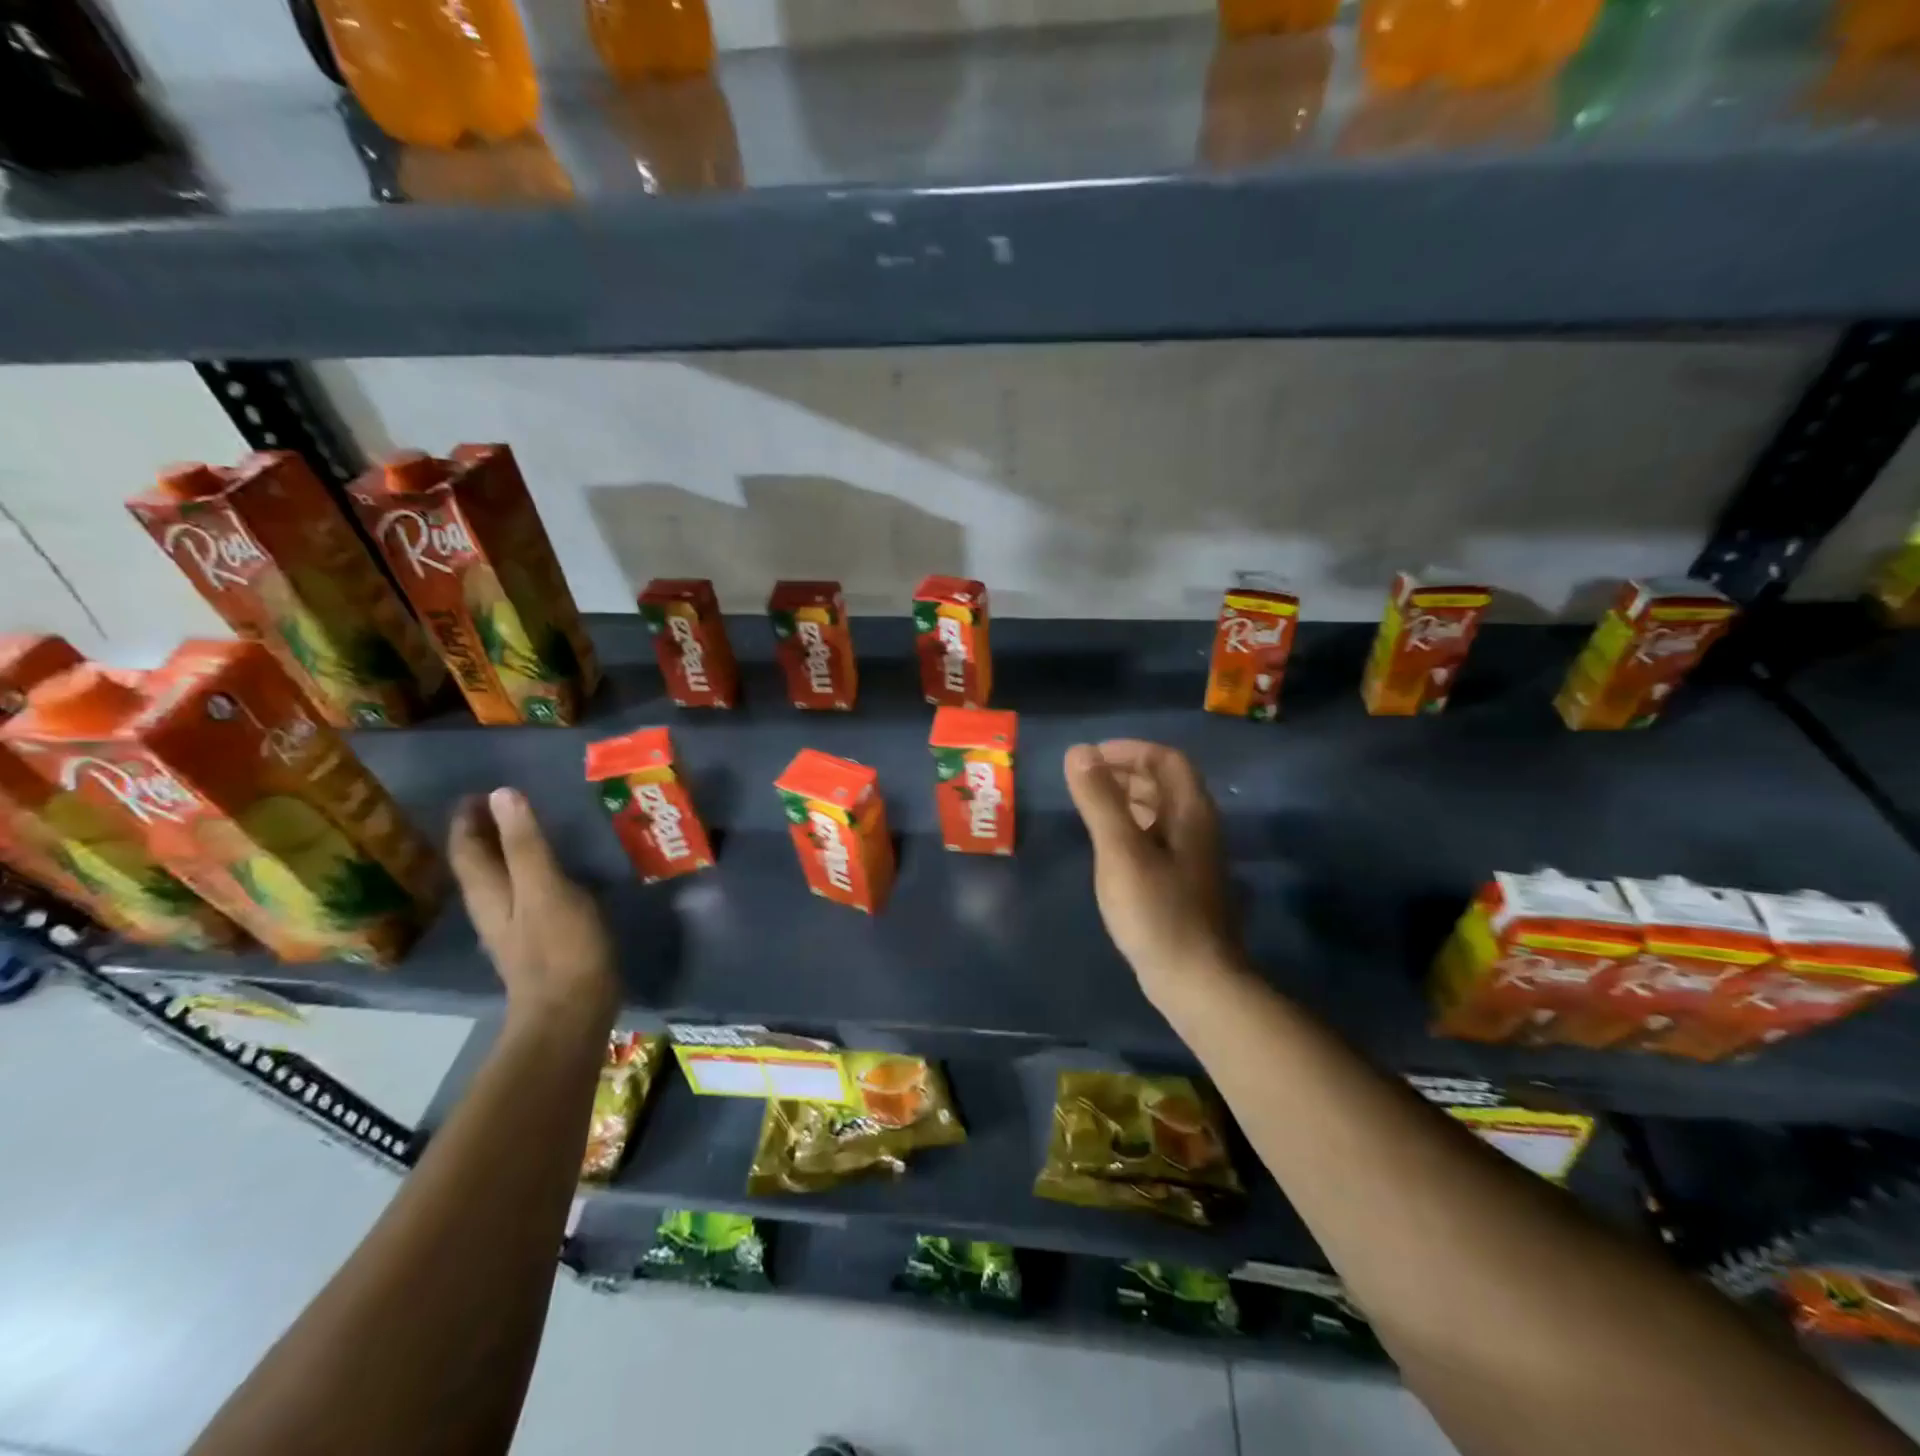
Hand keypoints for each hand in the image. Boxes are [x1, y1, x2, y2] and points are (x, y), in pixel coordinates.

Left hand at [448, 788, 617, 1035]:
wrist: (571, 1013)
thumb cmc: (560, 948)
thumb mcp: (545, 888)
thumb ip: (526, 844)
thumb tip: (501, 794)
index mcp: (489, 893)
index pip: (468, 848)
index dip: (468, 819)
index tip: (479, 791)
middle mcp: (493, 908)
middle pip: (478, 865)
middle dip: (483, 834)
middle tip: (502, 803)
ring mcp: (514, 928)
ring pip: (498, 881)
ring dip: (505, 853)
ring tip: (526, 830)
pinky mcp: (537, 941)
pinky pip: (523, 895)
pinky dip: (529, 874)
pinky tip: (551, 872)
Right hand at [1063, 741, 1239, 1000]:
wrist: (1196, 980)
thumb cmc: (1157, 911)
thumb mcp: (1121, 851)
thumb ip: (1100, 800)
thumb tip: (1079, 751)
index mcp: (1190, 812)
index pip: (1165, 759)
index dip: (1129, 750)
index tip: (1090, 758)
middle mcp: (1197, 827)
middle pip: (1164, 782)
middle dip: (1124, 772)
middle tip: (1083, 780)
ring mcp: (1192, 857)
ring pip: (1160, 811)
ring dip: (1126, 799)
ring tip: (1089, 806)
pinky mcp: (1182, 882)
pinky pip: (1156, 838)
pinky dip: (1130, 827)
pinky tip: (1107, 846)